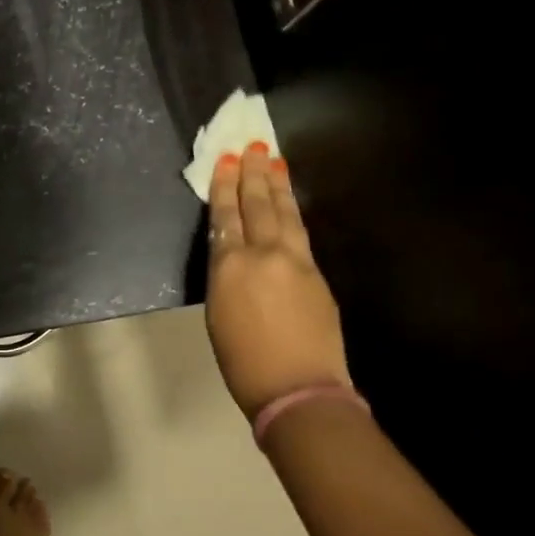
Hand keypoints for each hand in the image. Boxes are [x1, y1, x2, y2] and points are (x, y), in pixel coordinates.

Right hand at [206, 144, 350, 416]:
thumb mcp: (217, 314)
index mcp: (230, 268)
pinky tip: (289, 205)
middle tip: (252, 146)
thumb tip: (233, 255)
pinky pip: (300, 232)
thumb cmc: (243, 362)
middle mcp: (264, 255)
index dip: (225, 187)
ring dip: (277, 186)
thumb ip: (225, 277)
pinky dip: (292, 212)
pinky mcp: (317, 274)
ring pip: (284, 214)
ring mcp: (296, 262)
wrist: (298, 388)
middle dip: (252, 175)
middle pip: (257, 206)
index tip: (226, 161)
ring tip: (273, 160)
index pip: (226, 217)